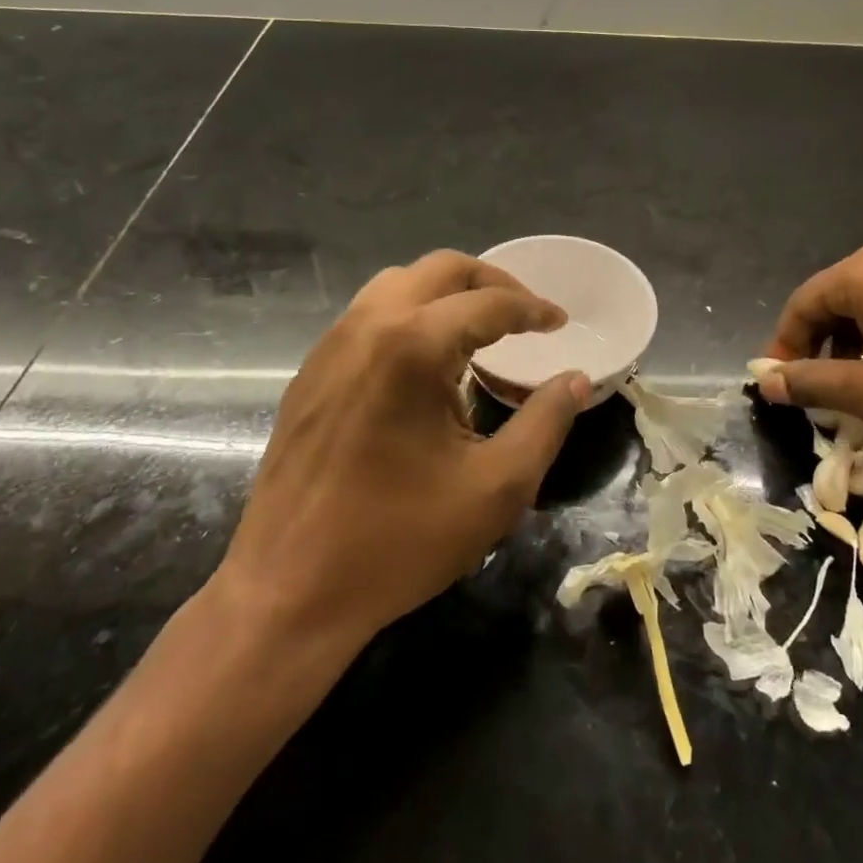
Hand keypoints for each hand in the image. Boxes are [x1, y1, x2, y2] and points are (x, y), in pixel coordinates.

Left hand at [209, 250, 590, 651]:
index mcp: (412, 346)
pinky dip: (409, 315)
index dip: (533, 308)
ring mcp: (330, 347)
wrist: (287, 592)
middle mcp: (366, 327)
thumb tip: (575, 378)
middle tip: (525, 314)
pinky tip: (426, 362)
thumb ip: (546, 422)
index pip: (488, 303)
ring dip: (446, 294)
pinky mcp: (310, 373)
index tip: (561, 322)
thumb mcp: (496, 488)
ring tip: (480, 330)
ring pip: (398, 284)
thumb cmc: (399, 541)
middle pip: (439, 270)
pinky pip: (368, 316)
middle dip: (491, 283)